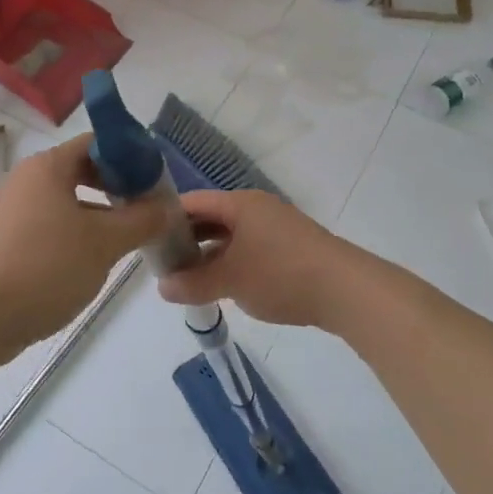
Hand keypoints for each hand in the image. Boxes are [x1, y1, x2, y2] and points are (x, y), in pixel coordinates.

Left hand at [0, 133, 168, 353]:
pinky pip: (51, 223)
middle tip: (148, 209)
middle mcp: (26, 179)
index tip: (157, 180)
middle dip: (118, 187)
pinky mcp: (7, 239)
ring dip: (100, 213)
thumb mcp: (105, 243)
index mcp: (47, 166)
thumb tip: (168, 207)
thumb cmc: (46, 267)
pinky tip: (95, 258)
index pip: (97, 142)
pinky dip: (76, 231)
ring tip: (129, 236)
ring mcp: (13, 209)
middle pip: (82, 169)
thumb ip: (142, 220)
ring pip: (67, 200)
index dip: (131, 156)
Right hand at [157, 190, 353, 328]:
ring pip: (230, 236)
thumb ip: (192, 283)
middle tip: (163, 264)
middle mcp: (256, 208)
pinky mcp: (290, 248)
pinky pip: (249, 248)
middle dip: (186, 240)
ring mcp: (276, 227)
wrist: (347, 291)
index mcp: (239, 203)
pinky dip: (231, 262)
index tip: (145, 239)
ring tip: (188, 280)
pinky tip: (223, 286)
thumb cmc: (281, 274)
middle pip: (210, 218)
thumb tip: (162, 287)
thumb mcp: (230, 280)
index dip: (166, 218)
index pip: (191, 202)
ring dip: (208, 255)